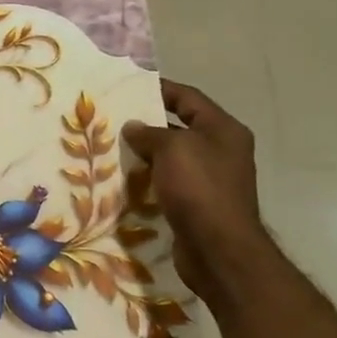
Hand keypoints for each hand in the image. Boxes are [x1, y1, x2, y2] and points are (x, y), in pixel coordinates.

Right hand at [122, 81, 271, 302]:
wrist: (219, 249)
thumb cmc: (199, 188)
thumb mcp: (172, 149)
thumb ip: (149, 133)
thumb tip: (133, 128)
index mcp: (223, 129)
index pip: (188, 98)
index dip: (160, 89)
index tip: (129, 87)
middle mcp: (221, 150)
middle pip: (180, 126)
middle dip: (148, 123)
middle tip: (114, 118)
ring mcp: (212, 178)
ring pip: (173, 156)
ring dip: (146, 153)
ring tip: (113, 147)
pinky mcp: (199, 203)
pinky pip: (170, 181)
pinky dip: (150, 178)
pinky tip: (126, 179)